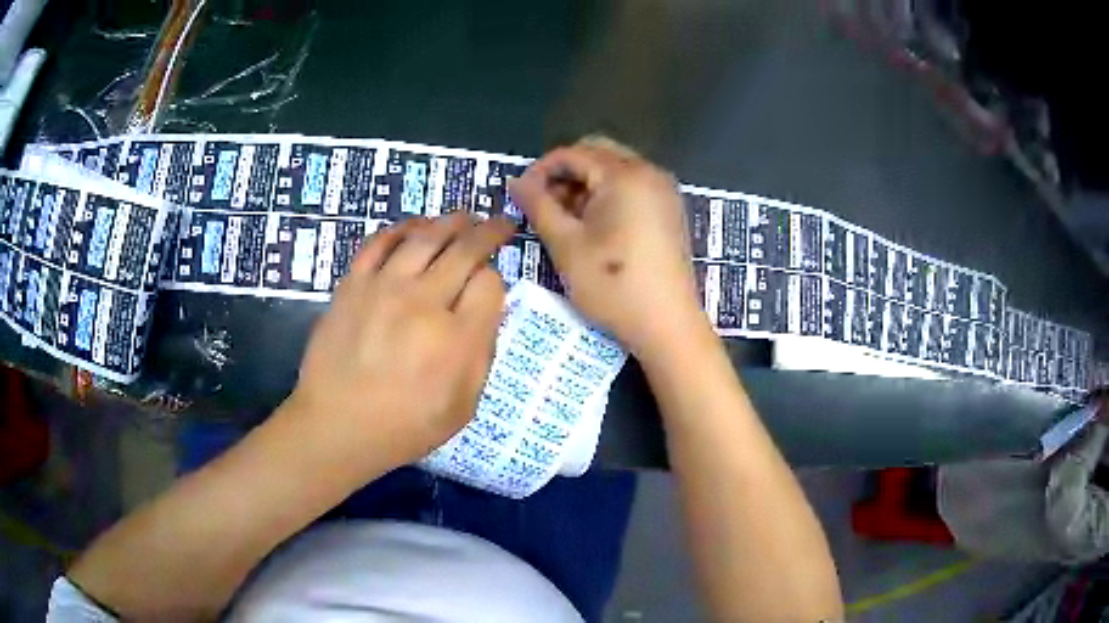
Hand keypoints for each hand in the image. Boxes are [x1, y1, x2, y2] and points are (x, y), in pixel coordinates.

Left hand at [282, 214, 515, 472]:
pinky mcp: (353, 284)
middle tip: (499, 224)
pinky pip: (380, 241)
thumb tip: (487, 310)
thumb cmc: (404, 427)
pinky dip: (402, 228)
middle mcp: (423, 303)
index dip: (497, 279)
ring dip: (452, 221)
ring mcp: (384, 288)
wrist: (337, 426)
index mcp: (456, 339)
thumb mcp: (462, 407)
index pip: (491, 284)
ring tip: (465, 217)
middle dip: (489, 232)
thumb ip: (482, 355)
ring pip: (426, 236)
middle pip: (465, 249)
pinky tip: (416, 227)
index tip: (491, 287)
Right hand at [509, 137, 708, 358]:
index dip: (541, 170)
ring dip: (585, 185)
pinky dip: (607, 196)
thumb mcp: (566, 245)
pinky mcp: (669, 210)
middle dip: (565, 175)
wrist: (666, 325)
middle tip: (544, 206)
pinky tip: (595, 227)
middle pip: (596, 154)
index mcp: (625, 174)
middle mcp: (650, 172)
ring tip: (566, 220)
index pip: (573, 153)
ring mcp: (664, 191)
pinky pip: (632, 187)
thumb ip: (538, 205)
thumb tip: (515, 181)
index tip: (522, 197)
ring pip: (614, 170)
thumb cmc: (613, 285)